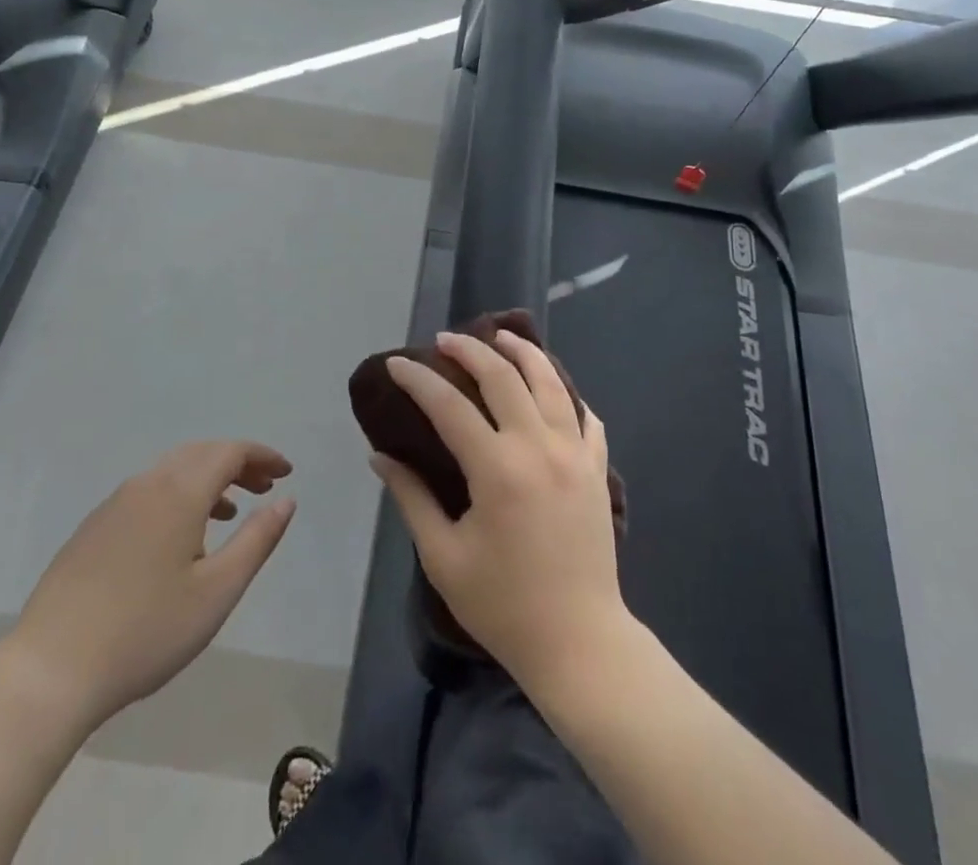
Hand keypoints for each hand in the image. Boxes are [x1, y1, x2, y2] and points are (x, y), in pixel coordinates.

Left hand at [3, 441, 294, 732]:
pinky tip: (178, 537)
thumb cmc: (145, 632)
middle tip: (264, 486)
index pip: (230, 452)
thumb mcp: (217, 592)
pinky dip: (176, 495)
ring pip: (171, 471)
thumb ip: (257, 540)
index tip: (286, 472)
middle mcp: (146, 485)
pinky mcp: (91, 530)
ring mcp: (113, 506)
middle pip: (200, 454)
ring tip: (229, 511)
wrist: (47, 674)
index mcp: (179, 493)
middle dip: (237, 463)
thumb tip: (285, 500)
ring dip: (206, 479)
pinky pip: (146, 492)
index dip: (262, 456)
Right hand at [371, 329, 626, 690]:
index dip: (418, 380)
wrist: (579, 641)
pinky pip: (583, 415)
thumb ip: (411, 498)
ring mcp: (574, 453)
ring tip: (501, 336)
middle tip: (445, 340)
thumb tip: (380, 456)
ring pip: (550, 382)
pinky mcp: (596, 468)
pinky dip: (565, 393)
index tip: (398, 363)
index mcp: (497, 469)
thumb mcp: (444, 556)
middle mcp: (538, 446)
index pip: (449, 406)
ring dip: (523, 352)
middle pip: (503, 376)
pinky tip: (552, 388)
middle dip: (470, 349)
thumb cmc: (503, 605)